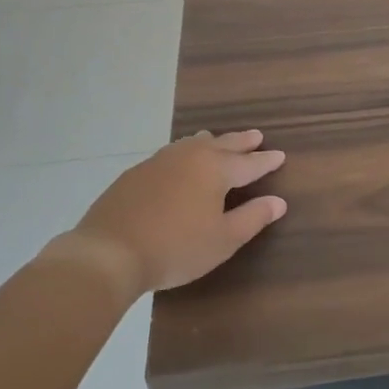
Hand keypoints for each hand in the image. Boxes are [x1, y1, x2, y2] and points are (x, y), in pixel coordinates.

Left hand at [43, 130, 286, 296]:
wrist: (108, 252)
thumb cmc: (176, 248)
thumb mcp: (223, 240)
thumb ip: (253, 217)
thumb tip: (278, 201)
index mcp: (215, 170)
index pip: (249, 163)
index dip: (266, 161)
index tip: (280, 155)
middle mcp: (189, 157)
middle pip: (222, 144)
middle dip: (241, 142)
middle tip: (256, 136)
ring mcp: (159, 161)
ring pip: (192, 144)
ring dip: (212, 142)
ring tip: (218, 140)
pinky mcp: (136, 173)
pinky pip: (171, 153)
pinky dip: (185, 152)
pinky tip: (179, 161)